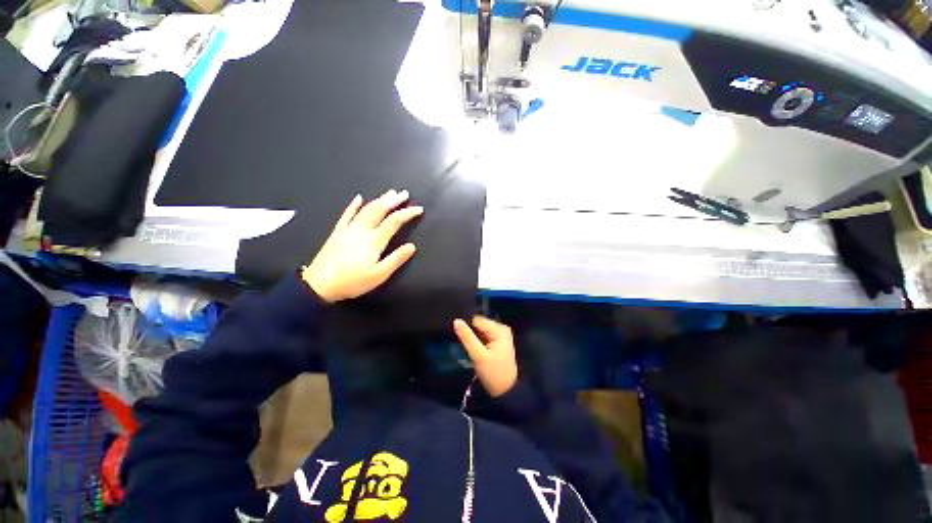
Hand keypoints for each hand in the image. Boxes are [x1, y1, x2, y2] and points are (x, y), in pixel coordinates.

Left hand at [302, 190, 422, 301]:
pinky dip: (354, 205)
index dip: (407, 213)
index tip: (419, 209)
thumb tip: (412, 246)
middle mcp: (362, 230)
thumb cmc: (352, 282)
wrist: (318, 285)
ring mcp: (348, 229)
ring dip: (379, 199)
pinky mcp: (337, 232)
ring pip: (366, 209)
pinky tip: (359, 197)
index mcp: (373, 241)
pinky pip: (346, 214)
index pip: (394, 222)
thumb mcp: (378, 275)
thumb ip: (395, 259)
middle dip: (394, 201)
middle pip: (379, 210)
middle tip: (405, 193)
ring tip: (390, 193)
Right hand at [453, 316, 517, 396]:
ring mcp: (499, 335)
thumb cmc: (493, 373)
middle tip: (459, 341)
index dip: (466, 326)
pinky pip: (482, 337)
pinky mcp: (496, 343)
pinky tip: (470, 347)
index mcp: (499, 329)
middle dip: (469, 332)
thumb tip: (456, 320)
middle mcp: (500, 328)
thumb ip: (467, 337)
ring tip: (463, 345)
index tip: (456, 334)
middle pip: (478, 325)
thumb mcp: (478, 355)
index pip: (477, 320)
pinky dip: (476, 341)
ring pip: (479, 331)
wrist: (505, 392)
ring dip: (471, 337)